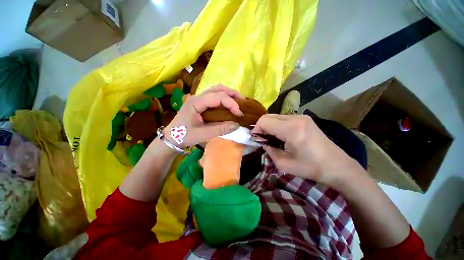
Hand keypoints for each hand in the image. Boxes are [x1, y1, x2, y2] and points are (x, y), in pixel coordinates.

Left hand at [164, 85, 243, 146]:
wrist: (171, 137)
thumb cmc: (184, 135)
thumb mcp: (202, 134)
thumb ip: (220, 129)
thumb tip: (237, 125)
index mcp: (196, 102)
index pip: (218, 97)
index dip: (231, 103)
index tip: (239, 114)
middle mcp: (198, 96)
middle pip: (218, 89)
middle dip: (233, 94)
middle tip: (243, 103)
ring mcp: (199, 99)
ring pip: (217, 90)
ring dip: (229, 94)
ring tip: (239, 102)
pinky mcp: (201, 103)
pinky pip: (214, 96)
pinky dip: (224, 98)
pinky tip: (229, 105)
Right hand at [252, 114, 359, 185]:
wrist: (337, 166)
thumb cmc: (310, 168)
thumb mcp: (283, 164)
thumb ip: (268, 150)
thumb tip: (262, 141)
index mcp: (291, 129)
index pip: (264, 121)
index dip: (256, 129)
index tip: (256, 140)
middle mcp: (296, 118)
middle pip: (268, 116)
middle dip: (261, 127)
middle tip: (263, 140)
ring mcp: (301, 117)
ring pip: (275, 116)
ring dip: (269, 126)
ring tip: (272, 139)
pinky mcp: (304, 118)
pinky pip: (283, 118)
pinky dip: (277, 125)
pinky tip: (281, 136)